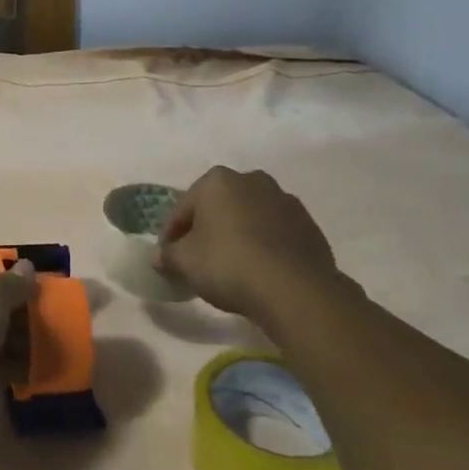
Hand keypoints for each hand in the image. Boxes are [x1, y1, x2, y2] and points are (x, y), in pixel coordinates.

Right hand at [156, 166, 341, 320]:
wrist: (295, 290)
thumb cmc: (228, 264)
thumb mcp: (185, 263)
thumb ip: (168, 256)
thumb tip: (159, 256)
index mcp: (217, 180)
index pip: (184, 208)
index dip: (172, 234)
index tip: (168, 257)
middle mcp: (251, 180)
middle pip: (219, 207)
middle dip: (208, 228)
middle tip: (199, 259)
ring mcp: (285, 201)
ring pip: (250, 217)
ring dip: (239, 234)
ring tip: (233, 266)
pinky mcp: (309, 226)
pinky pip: (277, 234)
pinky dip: (266, 246)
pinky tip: (261, 271)